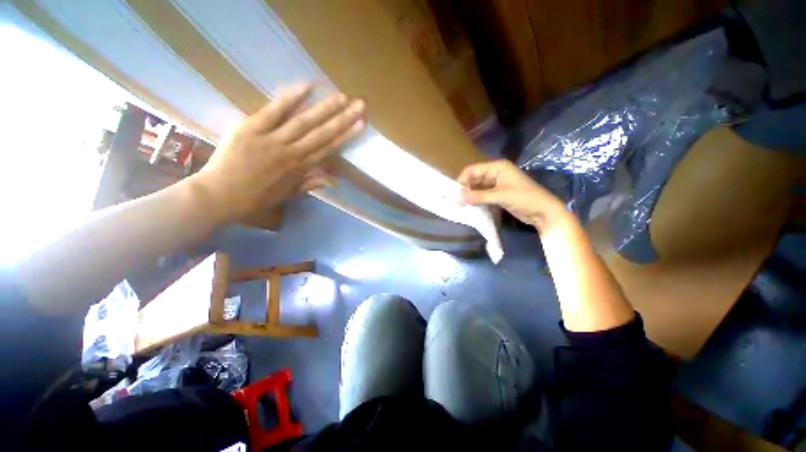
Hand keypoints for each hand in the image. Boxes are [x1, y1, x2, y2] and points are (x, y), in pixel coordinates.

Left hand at [192, 83, 365, 220]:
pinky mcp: (252, 128)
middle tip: (360, 105)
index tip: (361, 125)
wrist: (220, 197)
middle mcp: (292, 153)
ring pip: (304, 122)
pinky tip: (309, 86)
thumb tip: (333, 181)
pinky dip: (291, 98)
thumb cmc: (255, 200)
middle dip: (343, 119)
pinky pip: (275, 111)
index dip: (346, 136)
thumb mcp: (288, 197)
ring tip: (342, 97)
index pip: (329, 149)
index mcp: (301, 169)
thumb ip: (310, 185)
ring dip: (325, 109)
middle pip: (322, 133)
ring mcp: (273, 139)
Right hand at [458, 160, 566, 229]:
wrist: (544, 212)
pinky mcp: (498, 195)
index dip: (463, 180)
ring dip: (470, 195)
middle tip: (456, 201)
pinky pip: (482, 195)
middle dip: (465, 189)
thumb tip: (456, 197)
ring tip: (460, 205)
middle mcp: (495, 173)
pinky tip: (470, 207)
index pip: (473, 170)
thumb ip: (478, 196)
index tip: (454, 193)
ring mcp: (496, 184)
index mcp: (497, 167)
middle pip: (474, 178)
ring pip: (477, 188)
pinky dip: (476, 200)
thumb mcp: (500, 196)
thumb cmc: (524, 198)